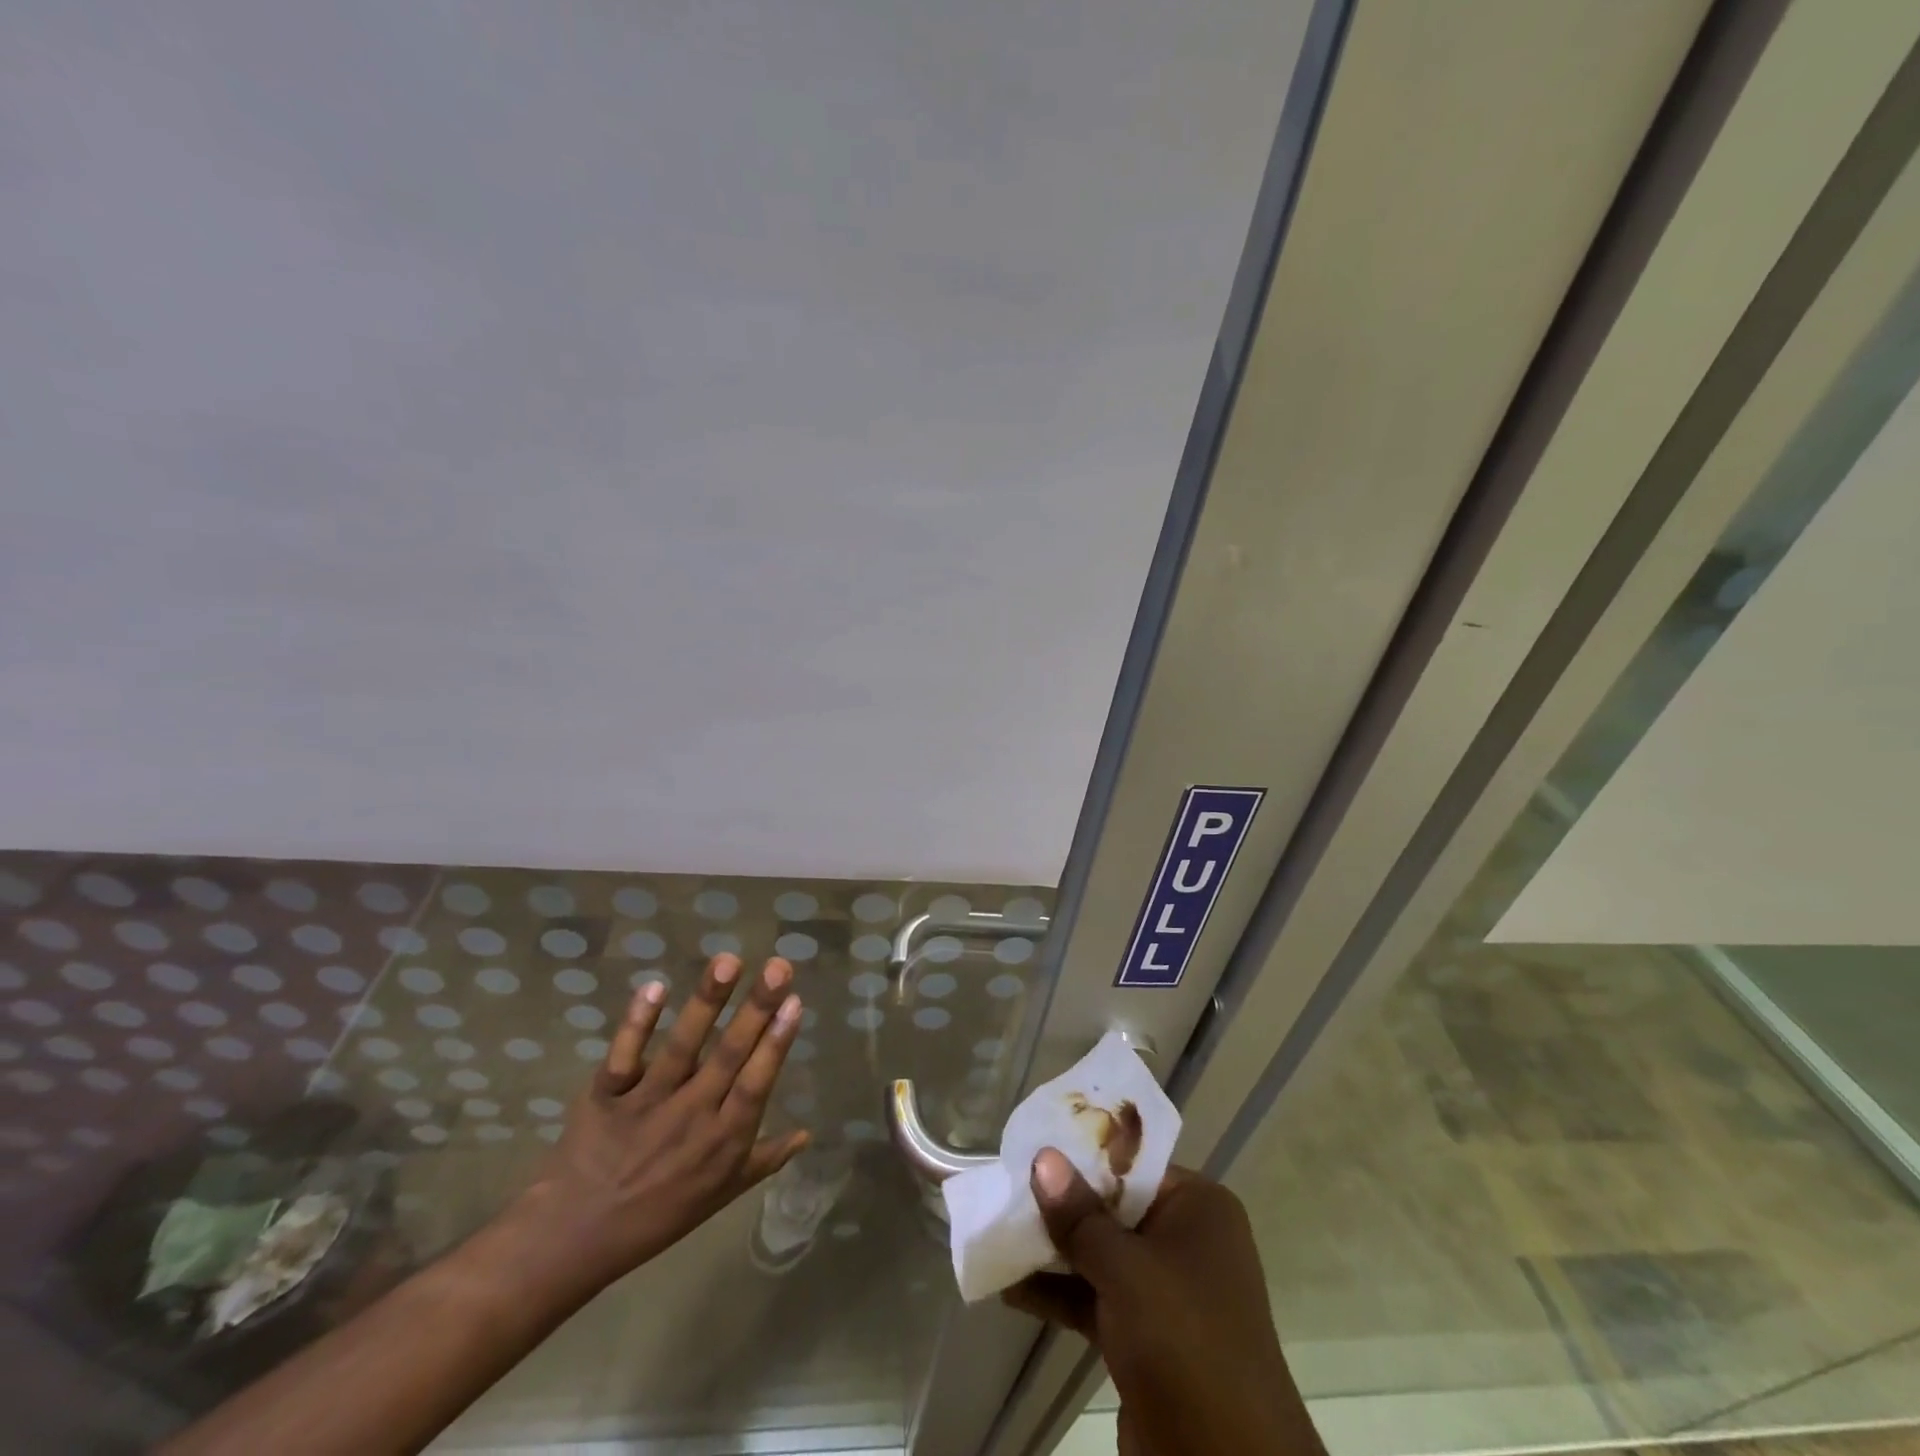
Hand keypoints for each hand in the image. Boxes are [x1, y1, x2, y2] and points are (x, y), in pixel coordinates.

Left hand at [507, 953, 809, 1298]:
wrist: (572, 1240)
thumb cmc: (657, 1216)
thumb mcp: (720, 1195)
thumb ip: (764, 1160)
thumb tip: (807, 1133)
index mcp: (722, 1140)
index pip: (755, 1083)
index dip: (776, 1043)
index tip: (794, 1002)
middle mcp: (690, 1115)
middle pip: (728, 1054)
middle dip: (756, 1007)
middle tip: (778, 967)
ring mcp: (647, 1103)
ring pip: (682, 1046)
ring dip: (706, 1002)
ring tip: (727, 961)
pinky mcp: (606, 1094)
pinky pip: (624, 1055)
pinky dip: (638, 1022)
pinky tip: (655, 986)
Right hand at [1004, 1151, 1323, 1455]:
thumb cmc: (1183, 1341)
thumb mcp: (1125, 1270)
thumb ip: (1079, 1215)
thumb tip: (1042, 1157)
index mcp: (1198, 1207)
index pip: (1132, 1163)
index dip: (1081, 1155)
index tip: (1031, 1147)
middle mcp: (1186, 1240)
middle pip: (1112, 1207)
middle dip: (1060, 1204)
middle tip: (1005, 1187)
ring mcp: (1167, 1292)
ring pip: (1100, 1254)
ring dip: (1052, 1251)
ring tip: (997, 1232)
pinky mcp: (1147, 1338)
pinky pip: (1096, 1298)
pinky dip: (1059, 1293)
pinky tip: (1010, 1289)